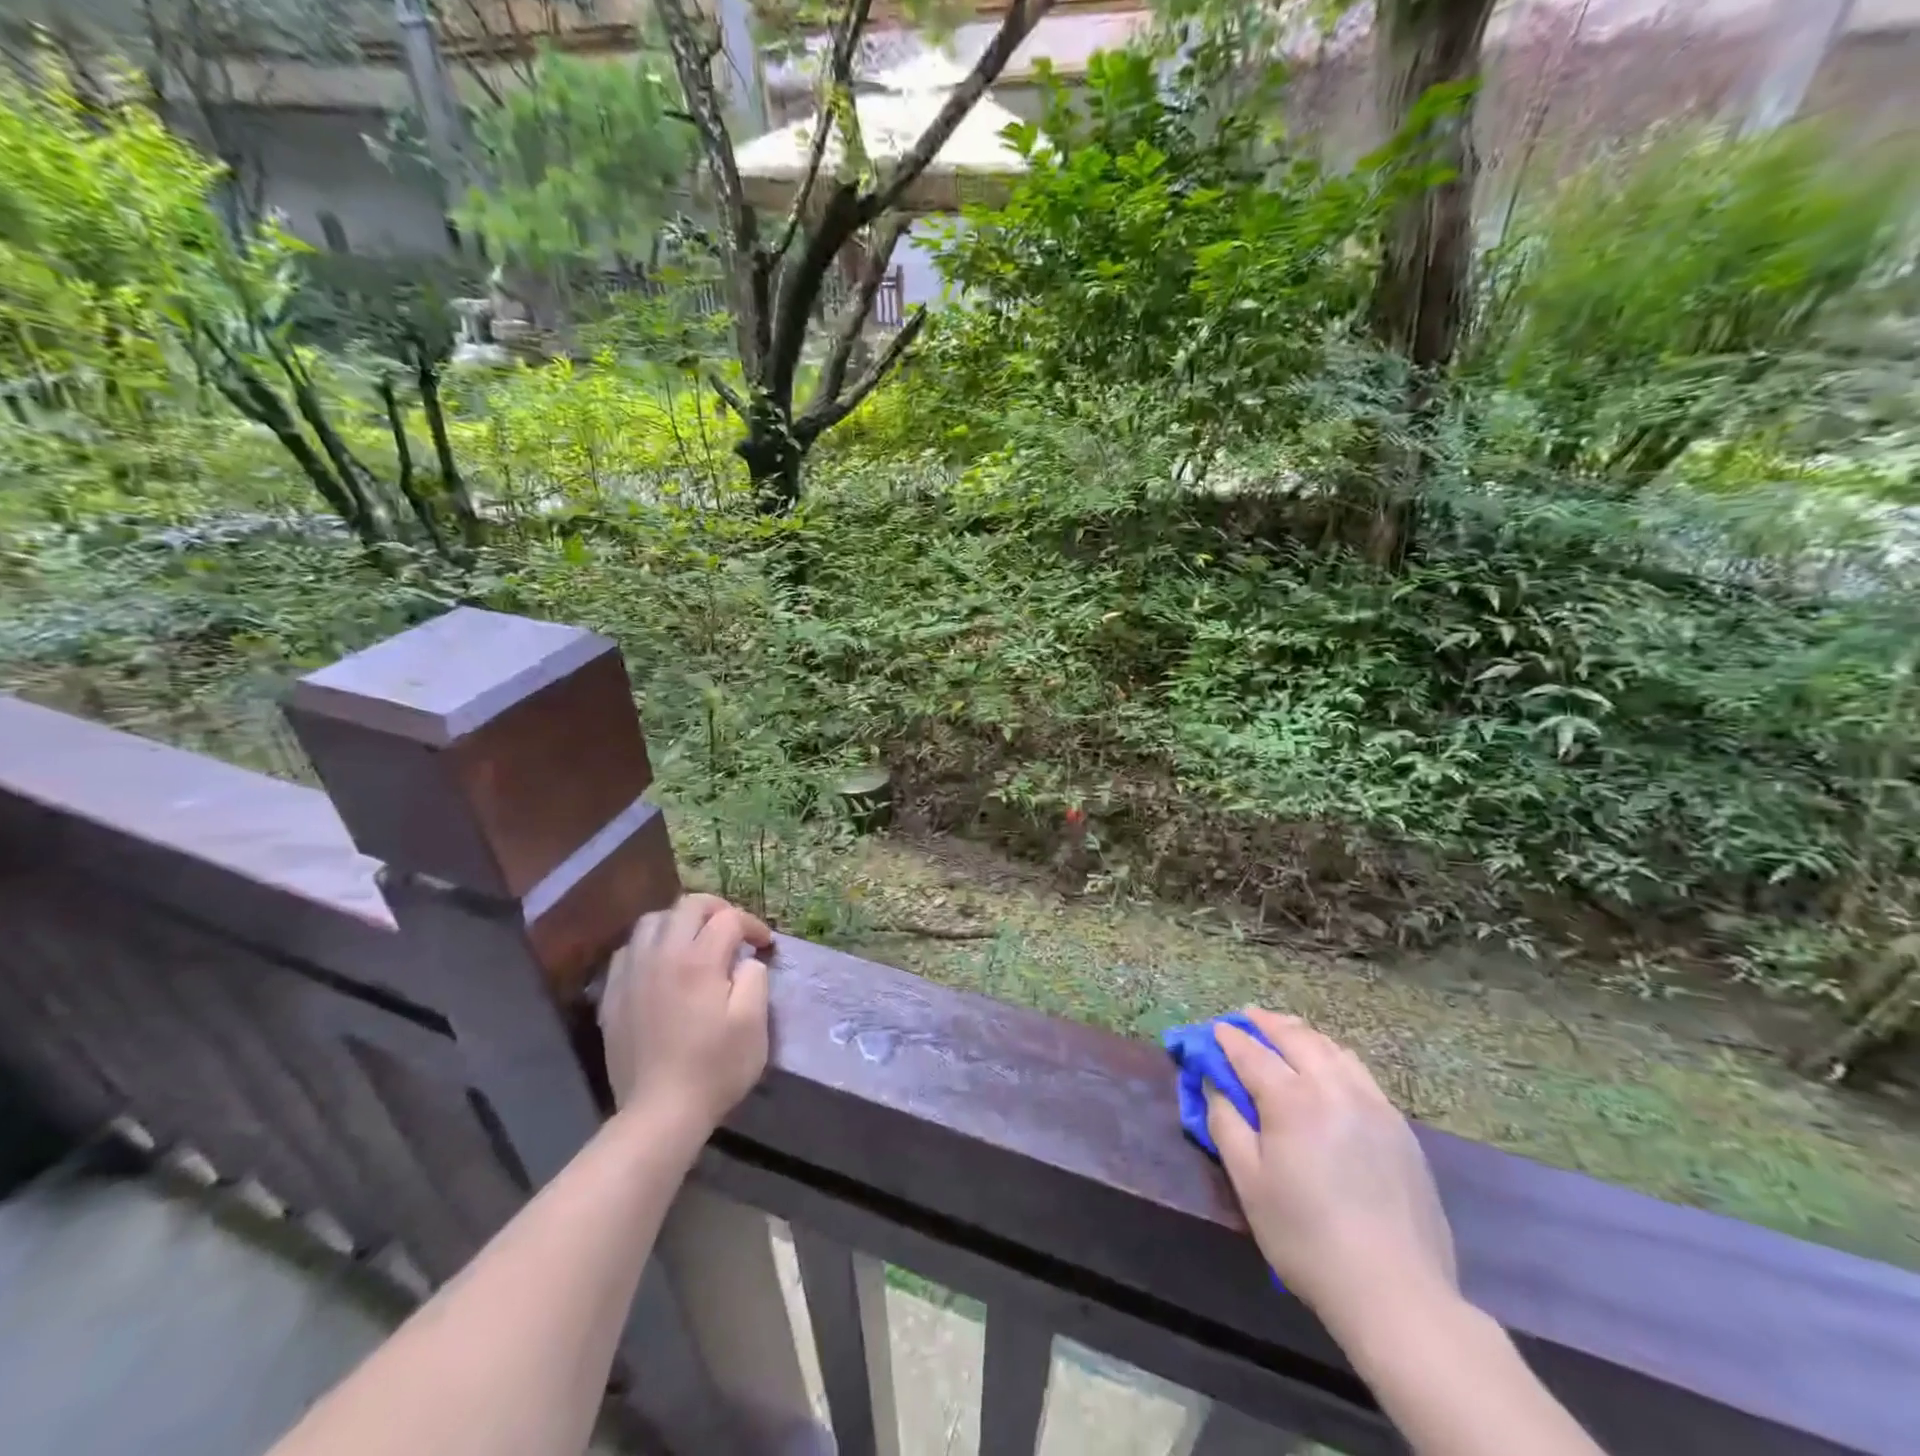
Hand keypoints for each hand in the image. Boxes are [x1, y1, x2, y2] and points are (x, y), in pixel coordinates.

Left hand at [599, 893, 773, 1134]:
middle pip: (688, 906)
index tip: (765, 946)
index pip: (728, 919)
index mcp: (699, 960)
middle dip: (717, 910)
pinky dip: (650, 945)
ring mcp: (632, 974)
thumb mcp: (753, 1023)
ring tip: (695, 941)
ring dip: (679, 922)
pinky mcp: (613, 995)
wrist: (659, 1113)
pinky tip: (661, 965)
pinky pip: (629, 950)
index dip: (752, 926)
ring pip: (652, 921)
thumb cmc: (714, 1068)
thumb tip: (746, 961)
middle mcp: (661, 955)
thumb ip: (754, 979)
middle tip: (734, 931)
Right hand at [1206, 1009, 1456, 1330]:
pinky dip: (1334, 1056)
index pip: (1252, 1053)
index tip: (1214, 1030)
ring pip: (1332, 1048)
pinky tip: (1328, 1067)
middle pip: (1296, 1037)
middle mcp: (1333, 1088)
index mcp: (1292, 1100)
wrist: (1395, 1291)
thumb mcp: (1248, 1183)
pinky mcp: (1399, 1126)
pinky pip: (1359, 1072)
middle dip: (1266, 1023)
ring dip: (1302, 1034)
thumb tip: (1215, 1085)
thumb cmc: (1306, 1237)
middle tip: (1247, 1016)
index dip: (1229, 1038)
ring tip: (1284, 1032)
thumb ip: (1226, 1124)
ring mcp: (1373, 1104)